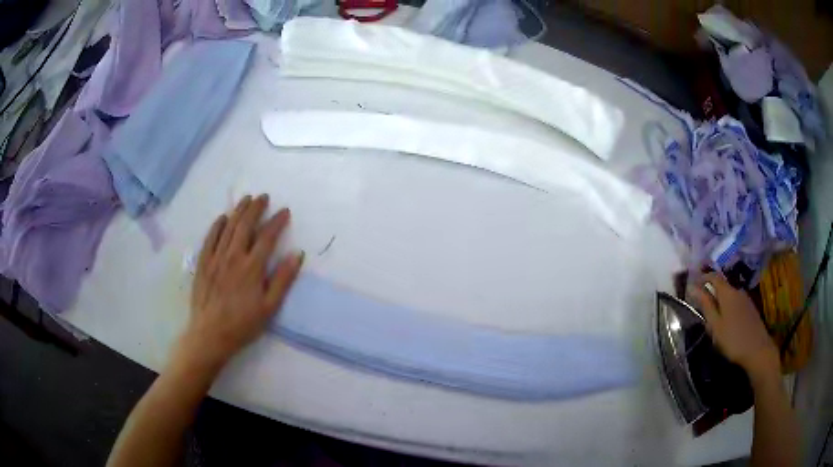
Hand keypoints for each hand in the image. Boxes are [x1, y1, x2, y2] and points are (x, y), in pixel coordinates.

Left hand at [179, 194, 303, 368]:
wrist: (210, 334)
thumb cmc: (243, 324)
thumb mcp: (270, 307)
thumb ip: (283, 279)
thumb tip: (297, 254)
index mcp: (252, 267)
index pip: (267, 237)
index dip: (277, 221)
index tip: (284, 211)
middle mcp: (233, 256)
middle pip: (245, 225)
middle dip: (256, 208)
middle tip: (263, 197)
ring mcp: (216, 258)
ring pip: (228, 227)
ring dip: (238, 211)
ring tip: (246, 199)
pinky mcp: (203, 263)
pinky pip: (210, 238)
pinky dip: (217, 225)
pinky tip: (222, 218)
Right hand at [687, 273, 779, 379]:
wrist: (757, 350)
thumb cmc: (733, 339)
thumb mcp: (715, 325)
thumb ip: (706, 305)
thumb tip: (693, 287)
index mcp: (727, 292)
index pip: (713, 276)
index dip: (702, 277)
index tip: (692, 285)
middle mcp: (737, 290)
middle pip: (722, 285)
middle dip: (711, 291)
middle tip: (700, 306)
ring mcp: (745, 299)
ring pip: (729, 295)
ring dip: (719, 301)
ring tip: (712, 317)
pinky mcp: (749, 308)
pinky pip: (735, 302)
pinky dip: (727, 307)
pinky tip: (726, 322)